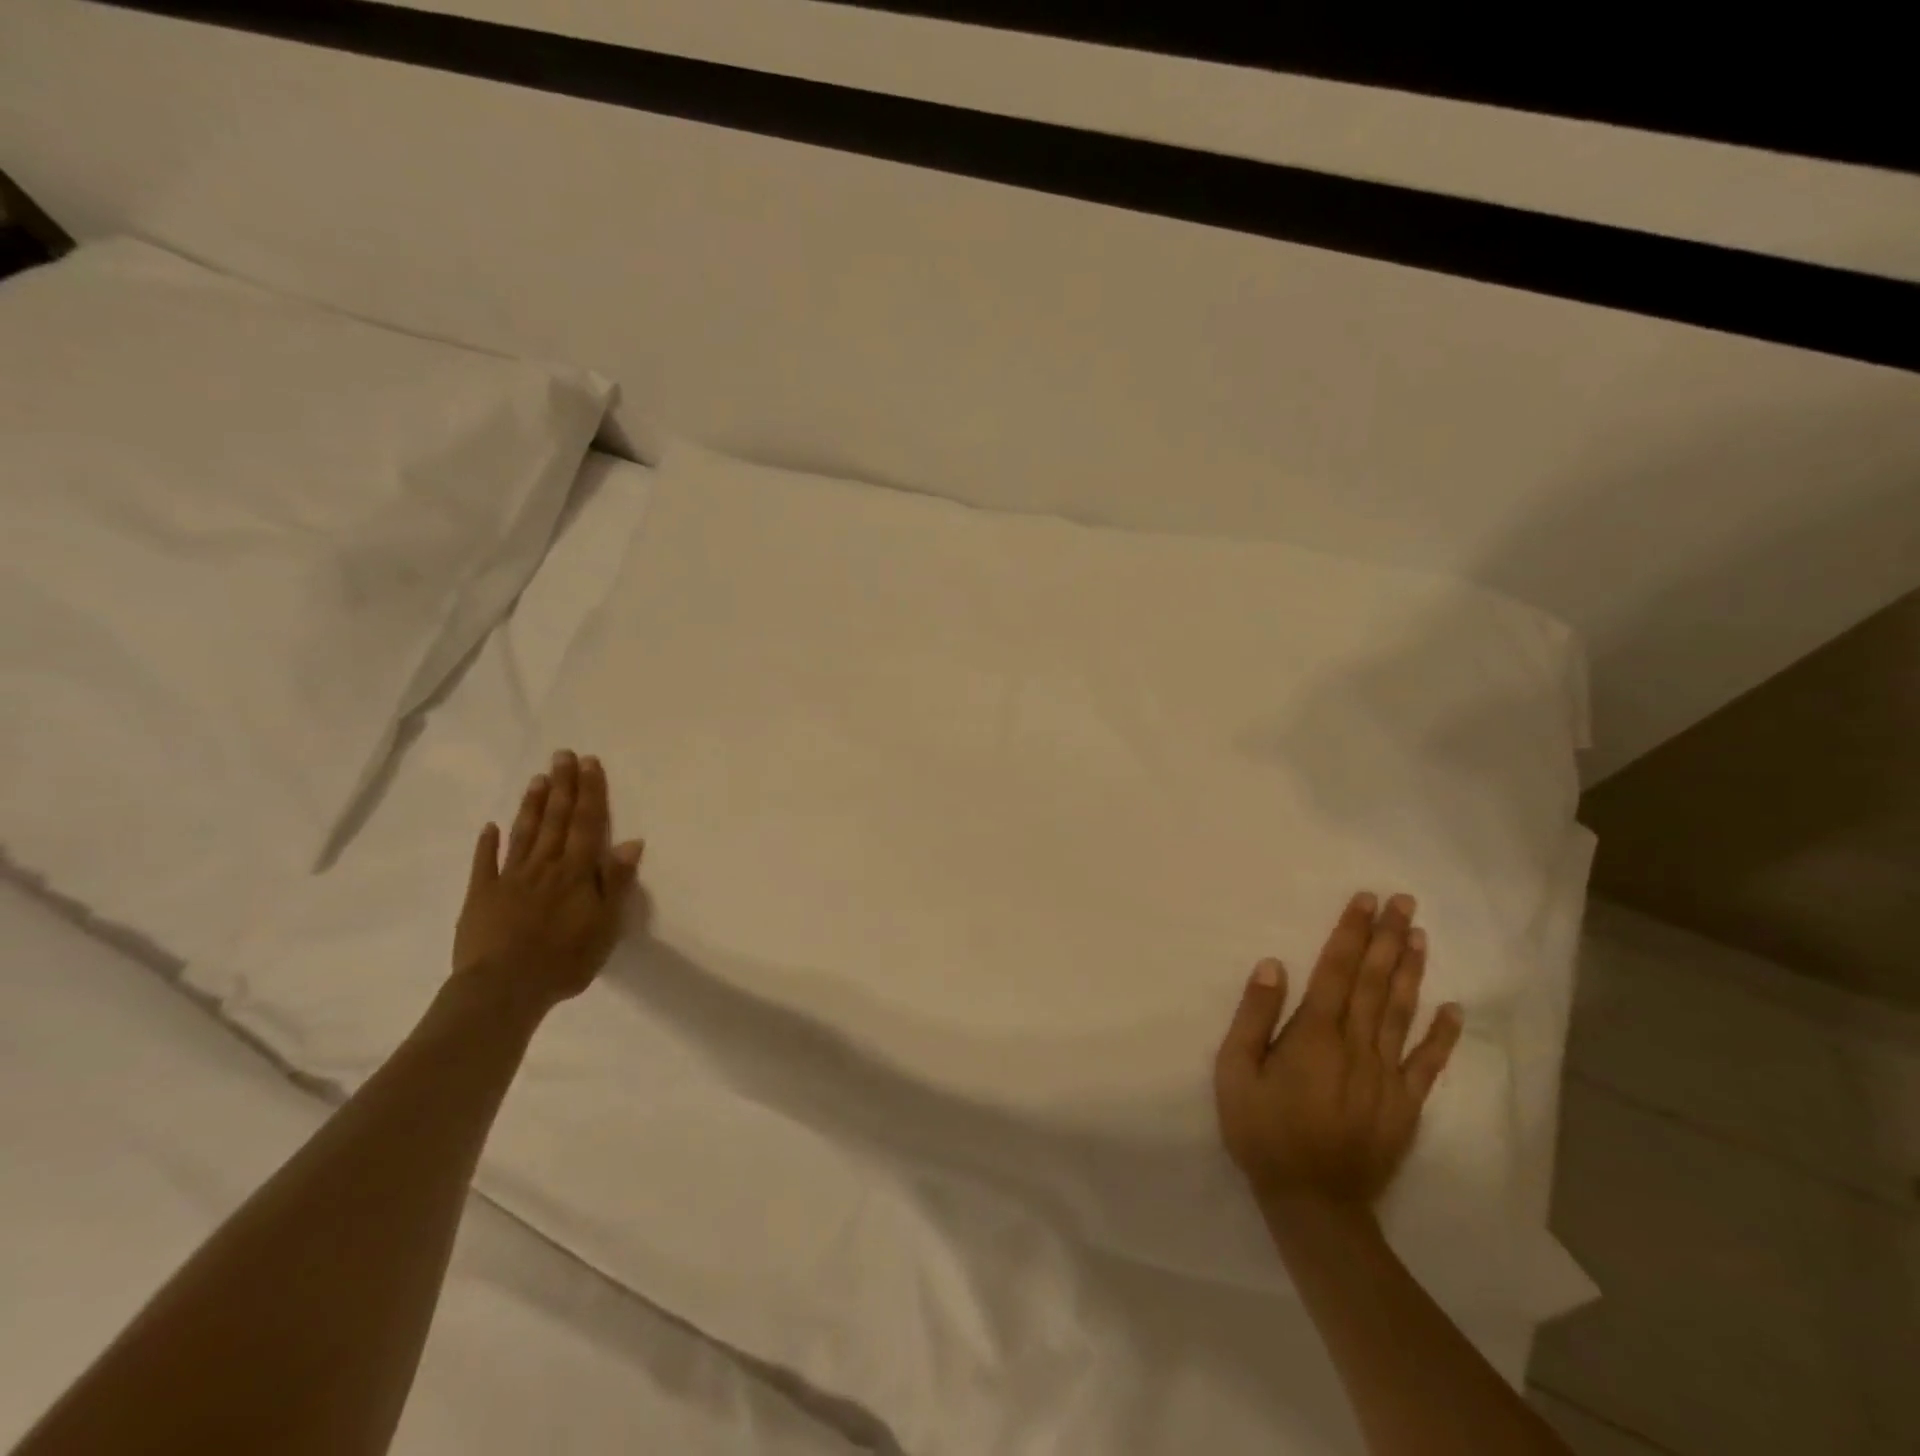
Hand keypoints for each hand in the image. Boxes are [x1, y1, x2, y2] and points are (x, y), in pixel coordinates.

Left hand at [451, 749, 644, 1014]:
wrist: (503, 989)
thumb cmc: (565, 960)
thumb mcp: (605, 924)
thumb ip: (615, 881)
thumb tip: (631, 841)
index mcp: (576, 872)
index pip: (587, 824)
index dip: (590, 792)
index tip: (589, 763)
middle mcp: (544, 866)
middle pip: (555, 820)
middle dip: (562, 786)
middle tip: (562, 755)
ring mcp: (510, 879)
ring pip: (524, 834)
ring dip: (532, 805)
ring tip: (538, 778)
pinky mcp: (482, 897)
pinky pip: (485, 865)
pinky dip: (487, 844)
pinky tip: (489, 826)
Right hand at [1214, 892, 1462, 1209]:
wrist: (1314, 1204)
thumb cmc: (1263, 1132)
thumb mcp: (1236, 1073)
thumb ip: (1253, 1017)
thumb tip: (1273, 965)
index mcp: (1315, 1035)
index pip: (1336, 971)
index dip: (1350, 933)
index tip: (1365, 900)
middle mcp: (1357, 1046)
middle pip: (1373, 982)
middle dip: (1386, 938)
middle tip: (1403, 901)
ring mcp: (1387, 1076)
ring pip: (1401, 1012)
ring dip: (1411, 971)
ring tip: (1419, 935)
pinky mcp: (1405, 1105)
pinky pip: (1428, 1064)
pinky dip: (1442, 1036)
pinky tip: (1452, 1009)